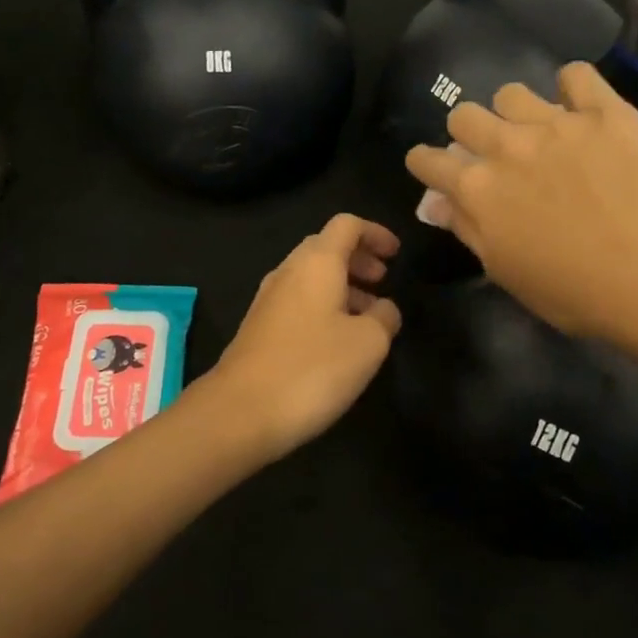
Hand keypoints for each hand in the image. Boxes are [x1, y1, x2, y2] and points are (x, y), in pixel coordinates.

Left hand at [209, 214, 402, 460]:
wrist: (240, 412)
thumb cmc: (312, 368)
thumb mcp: (368, 343)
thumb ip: (384, 317)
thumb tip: (384, 308)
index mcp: (316, 263)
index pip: (347, 225)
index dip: (375, 233)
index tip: (397, 254)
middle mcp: (289, 271)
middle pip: (326, 247)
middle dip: (359, 259)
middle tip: (384, 281)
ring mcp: (268, 299)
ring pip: (311, 276)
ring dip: (343, 285)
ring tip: (368, 314)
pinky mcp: (258, 328)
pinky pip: (298, 301)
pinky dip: (324, 305)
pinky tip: (337, 340)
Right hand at [406, 63, 637, 340]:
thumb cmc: (572, 289)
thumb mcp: (505, 270)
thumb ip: (465, 228)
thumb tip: (435, 203)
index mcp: (477, 189)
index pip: (428, 159)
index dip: (426, 163)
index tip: (435, 168)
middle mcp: (506, 147)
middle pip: (463, 115)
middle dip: (468, 131)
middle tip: (493, 152)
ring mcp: (555, 123)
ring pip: (511, 92)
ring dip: (516, 112)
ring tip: (539, 130)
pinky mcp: (603, 112)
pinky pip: (576, 75)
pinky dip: (573, 88)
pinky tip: (581, 107)